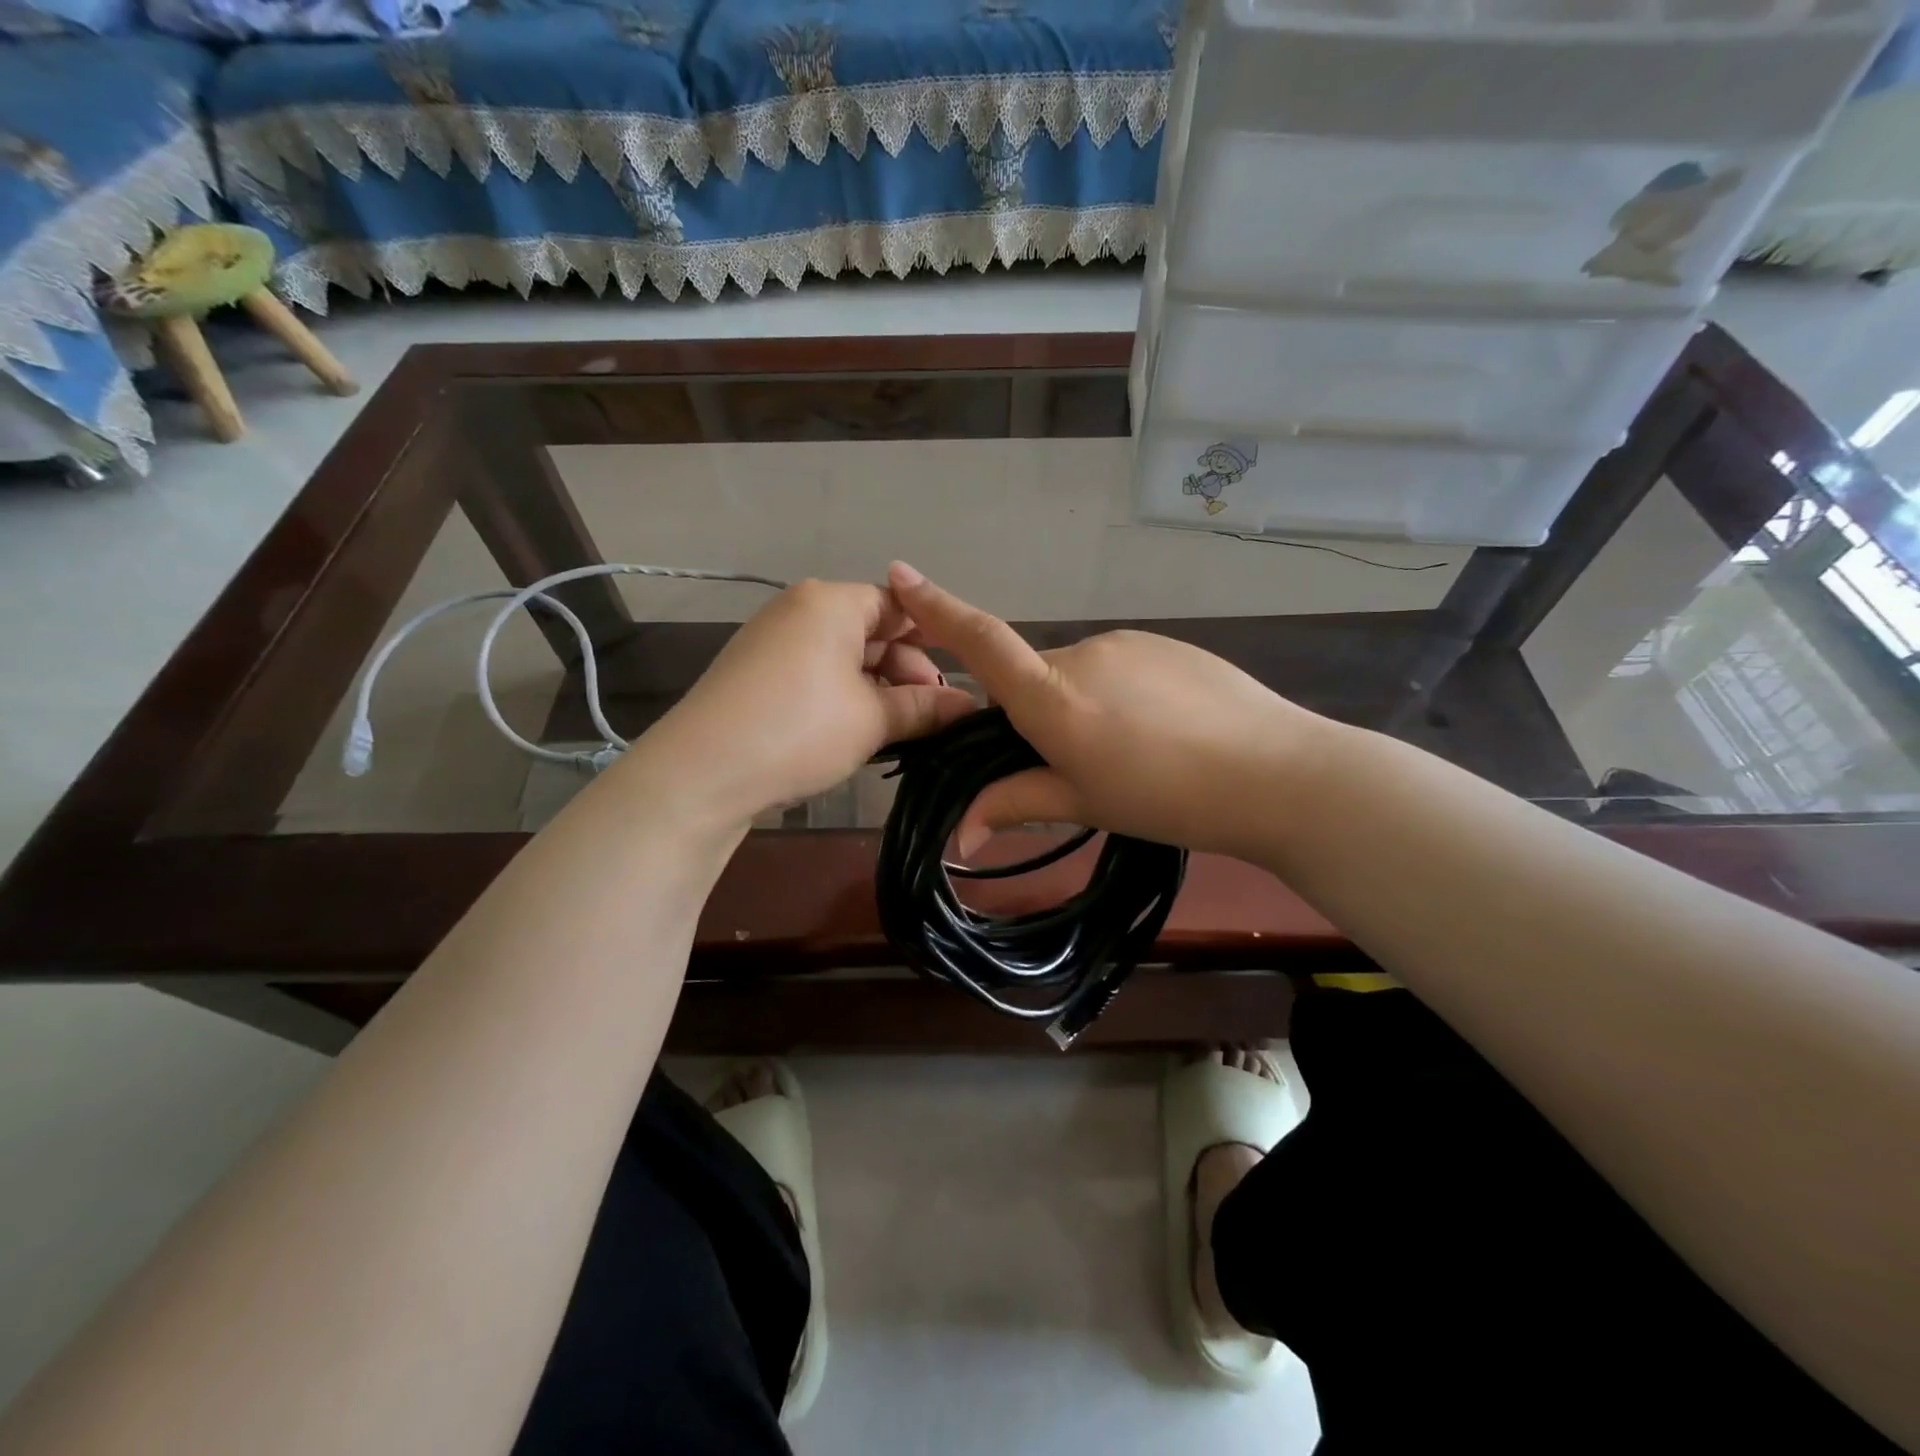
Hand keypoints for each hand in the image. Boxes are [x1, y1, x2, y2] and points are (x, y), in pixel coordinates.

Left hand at [637, 579, 976, 826]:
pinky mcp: (757, 676)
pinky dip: (846, 699)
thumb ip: (923, 708)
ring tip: (904, 731)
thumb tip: (968, 705)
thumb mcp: (872, 719)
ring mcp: (774, 642)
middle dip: (907, 672)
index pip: (898, 605)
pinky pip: (817, 676)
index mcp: (831, 602)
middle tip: (935, 717)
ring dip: (879, 691)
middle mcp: (800, 610)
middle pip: (871, 631)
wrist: (702, 772)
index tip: (958, 680)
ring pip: (845, 659)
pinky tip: (862, 733)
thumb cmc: (801, 728)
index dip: (934, 638)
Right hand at [886, 562, 1333, 860]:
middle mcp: (1083, 654)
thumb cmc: (1169, 798)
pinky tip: (1162, 730)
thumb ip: (1017, 803)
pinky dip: (1120, 693)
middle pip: (1033, 676)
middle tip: (1075, 764)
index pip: (982, 643)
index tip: (900, 574)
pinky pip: (1120, 666)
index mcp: (1054, 696)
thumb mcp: (1085, 804)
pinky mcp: (1165, 644)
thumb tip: (959, 835)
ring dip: (1083, 705)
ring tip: (1132, 752)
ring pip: (1079, 673)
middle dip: (1036, 712)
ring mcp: (1128, 643)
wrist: (1278, 774)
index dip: (938, 609)